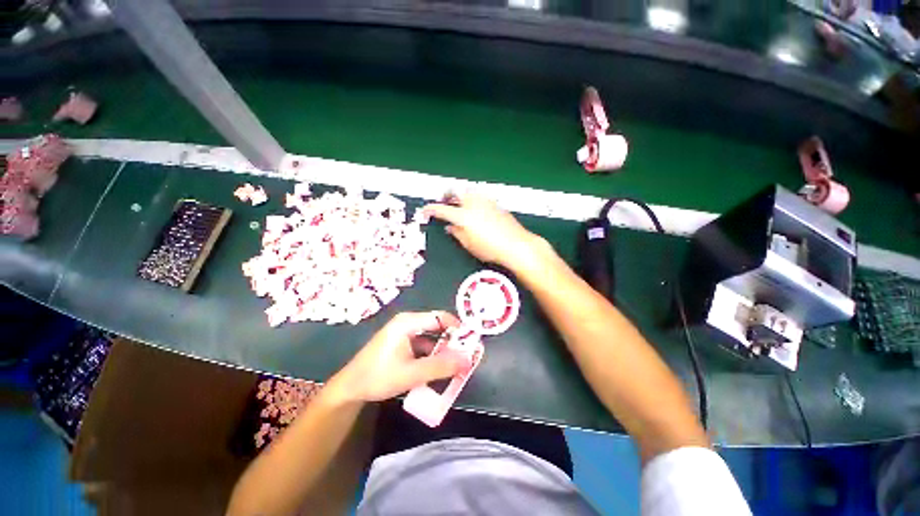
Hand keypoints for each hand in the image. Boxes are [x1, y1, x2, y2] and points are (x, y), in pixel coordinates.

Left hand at [329, 312, 470, 403]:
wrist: (349, 389)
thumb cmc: (378, 377)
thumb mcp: (412, 374)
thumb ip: (441, 366)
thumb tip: (467, 360)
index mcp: (408, 322)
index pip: (440, 317)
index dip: (457, 327)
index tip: (471, 342)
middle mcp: (407, 322)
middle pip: (437, 326)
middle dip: (451, 341)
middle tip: (465, 356)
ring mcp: (404, 333)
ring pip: (431, 337)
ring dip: (443, 350)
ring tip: (455, 364)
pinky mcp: (402, 343)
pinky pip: (423, 345)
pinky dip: (432, 355)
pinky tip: (438, 368)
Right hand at [423, 193, 542, 268]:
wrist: (516, 245)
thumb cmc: (491, 248)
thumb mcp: (469, 244)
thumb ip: (457, 233)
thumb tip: (450, 227)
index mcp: (463, 216)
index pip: (442, 209)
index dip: (431, 209)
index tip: (425, 210)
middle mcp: (473, 204)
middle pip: (456, 190)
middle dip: (446, 194)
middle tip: (444, 201)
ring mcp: (485, 201)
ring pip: (468, 190)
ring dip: (460, 194)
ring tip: (459, 204)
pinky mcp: (495, 203)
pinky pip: (479, 196)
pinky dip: (472, 198)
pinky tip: (474, 208)